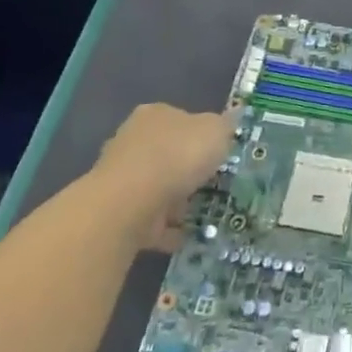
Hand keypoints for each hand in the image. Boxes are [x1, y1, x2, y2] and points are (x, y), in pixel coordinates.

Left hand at [93, 103, 233, 251]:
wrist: (129, 203)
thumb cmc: (177, 156)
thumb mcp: (216, 131)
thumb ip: (226, 126)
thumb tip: (234, 115)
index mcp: (156, 114)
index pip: (181, 119)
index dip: (201, 134)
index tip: (219, 153)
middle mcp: (133, 140)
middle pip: (167, 153)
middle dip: (187, 170)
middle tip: (213, 184)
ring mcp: (121, 177)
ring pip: (157, 186)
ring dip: (177, 201)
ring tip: (204, 214)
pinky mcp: (117, 211)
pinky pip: (149, 219)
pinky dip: (167, 228)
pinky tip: (187, 237)